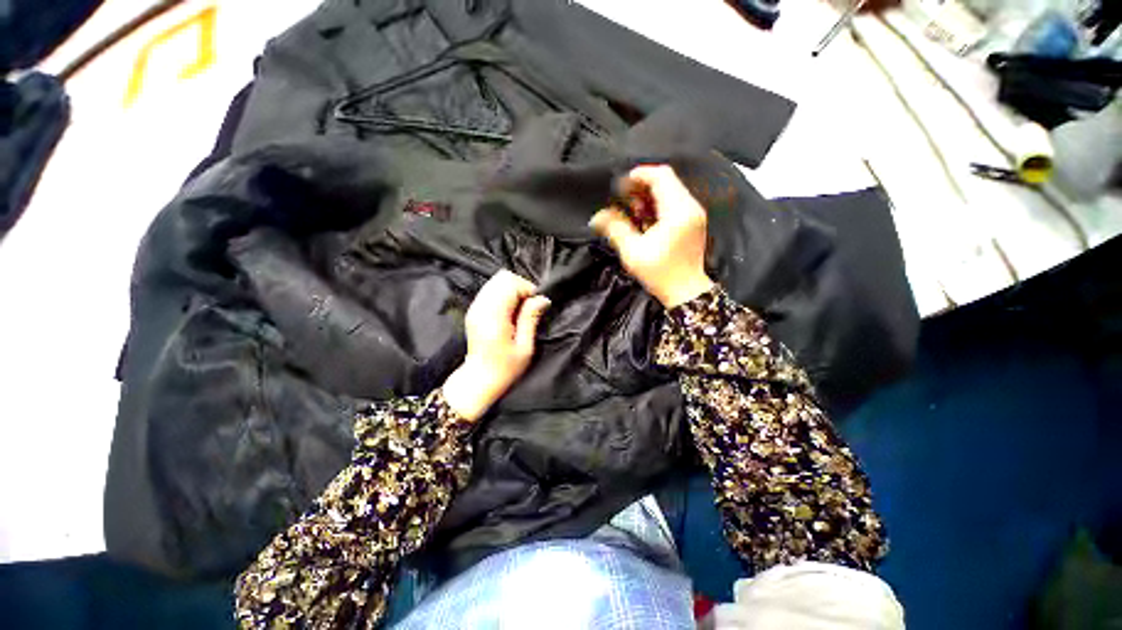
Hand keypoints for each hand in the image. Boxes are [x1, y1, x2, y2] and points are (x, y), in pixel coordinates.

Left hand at [442, 270, 550, 420]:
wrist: (479, 379)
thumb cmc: (505, 368)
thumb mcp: (524, 347)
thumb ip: (531, 319)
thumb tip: (542, 298)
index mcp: (494, 317)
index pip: (510, 283)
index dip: (527, 290)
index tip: (535, 307)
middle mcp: (481, 307)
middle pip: (502, 277)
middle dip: (520, 287)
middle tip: (527, 308)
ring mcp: (475, 307)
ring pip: (496, 281)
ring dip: (512, 290)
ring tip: (518, 311)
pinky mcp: (474, 309)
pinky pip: (491, 289)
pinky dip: (504, 295)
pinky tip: (509, 312)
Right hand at [590, 165, 715, 307]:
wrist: (686, 292)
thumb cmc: (660, 274)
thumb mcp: (633, 252)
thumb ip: (615, 229)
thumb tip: (597, 216)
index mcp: (678, 211)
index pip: (661, 176)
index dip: (639, 175)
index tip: (621, 185)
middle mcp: (690, 207)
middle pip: (666, 182)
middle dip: (642, 187)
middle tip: (623, 200)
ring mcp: (694, 214)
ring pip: (670, 192)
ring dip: (649, 197)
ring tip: (632, 212)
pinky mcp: (693, 222)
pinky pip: (675, 203)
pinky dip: (658, 206)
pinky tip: (645, 220)